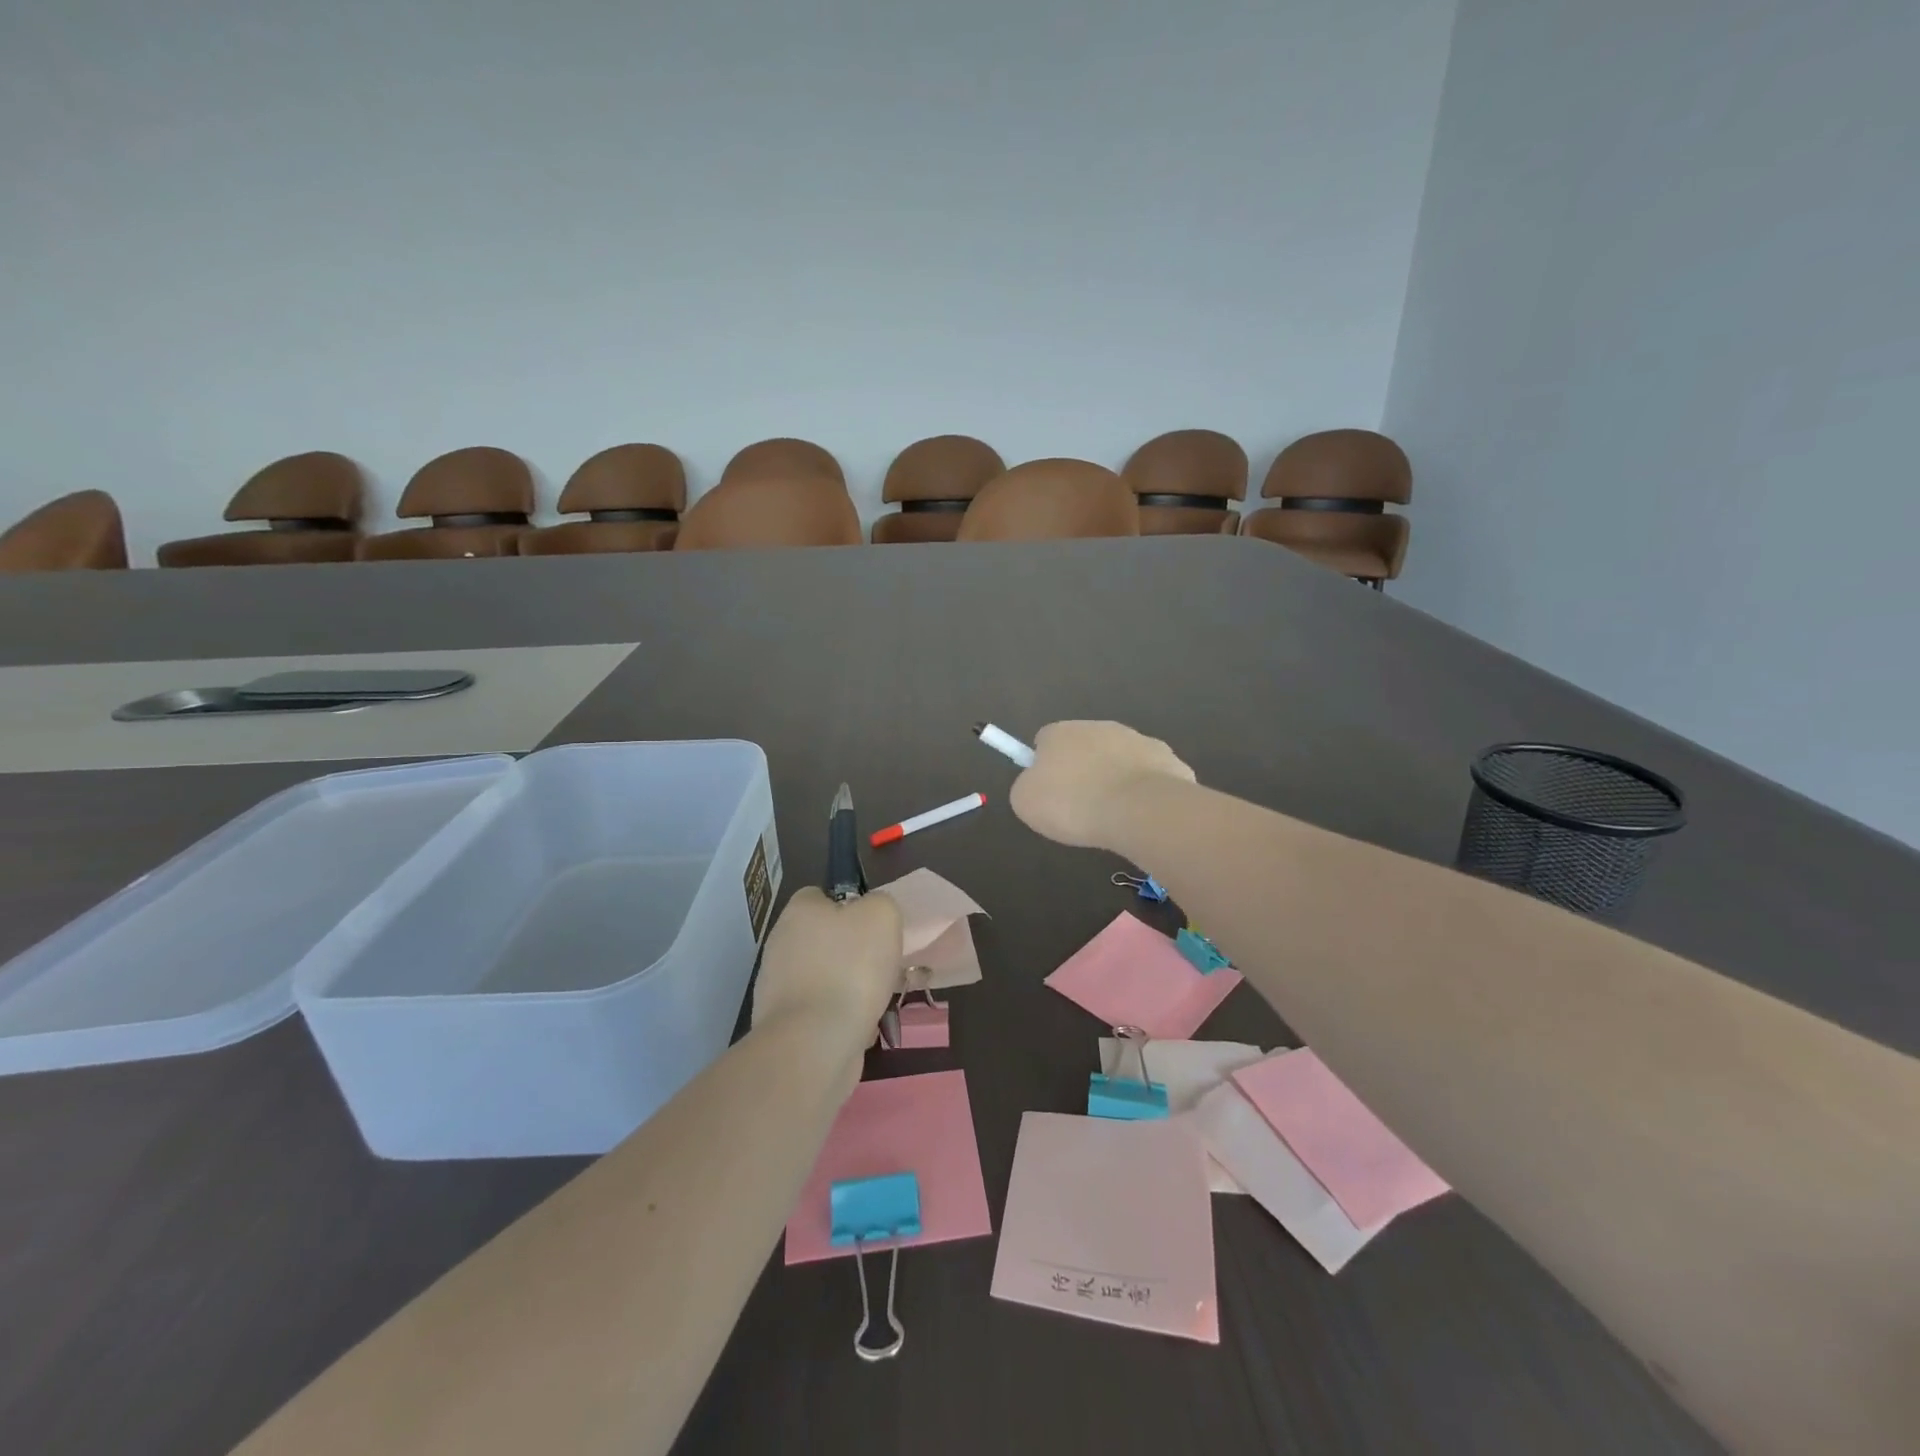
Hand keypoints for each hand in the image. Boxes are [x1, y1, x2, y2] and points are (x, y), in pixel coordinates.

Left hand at [751, 888, 903, 1054]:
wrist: (815, 1043)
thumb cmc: (850, 968)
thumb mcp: (882, 915)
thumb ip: (879, 904)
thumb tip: (871, 913)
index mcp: (799, 911)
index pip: (821, 895)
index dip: (850, 906)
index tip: (873, 927)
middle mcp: (781, 942)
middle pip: (825, 938)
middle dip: (853, 952)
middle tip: (881, 965)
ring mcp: (777, 985)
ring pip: (825, 977)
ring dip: (850, 987)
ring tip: (877, 1001)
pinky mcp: (783, 1023)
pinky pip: (820, 1011)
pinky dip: (840, 1018)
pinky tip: (860, 1028)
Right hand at [1009, 720, 1195, 848]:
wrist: (1139, 810)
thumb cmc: (1074, 804)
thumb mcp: (1027, 802)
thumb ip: (1026, 787)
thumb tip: (1037, 783)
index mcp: (1062, 732)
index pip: (1045, 740)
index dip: (1043, 765)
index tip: (1048, 793)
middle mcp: (1101, 727)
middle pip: (1085, 747)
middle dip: (1082, 771)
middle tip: (1079, 807)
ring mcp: (1140, 741)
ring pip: (1120, 760)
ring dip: (1115, 780)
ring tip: (1113, 816)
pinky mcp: (1170, 761)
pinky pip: (1150, 777)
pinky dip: (1144, 793)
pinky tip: (1141, 816)